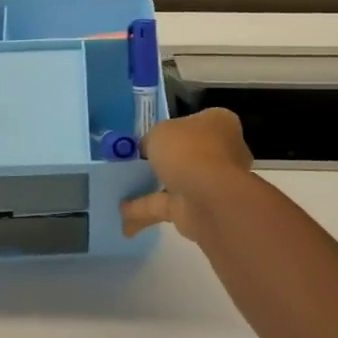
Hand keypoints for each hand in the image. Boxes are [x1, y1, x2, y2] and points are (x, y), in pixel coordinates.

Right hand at [120, 108, 254, 242]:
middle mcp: (219, 152)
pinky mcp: (196, 210)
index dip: (171, 128)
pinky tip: (120, 214)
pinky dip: (143, 210)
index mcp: (217, 124)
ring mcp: (209, 183)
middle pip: (185, 153)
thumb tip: (148, 148)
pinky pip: (164, 206)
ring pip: (175, 182)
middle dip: (162, 160)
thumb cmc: (189, 151)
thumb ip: (152, 138)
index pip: (193, 123)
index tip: (147, 136)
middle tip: (132, 163)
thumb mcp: (160, 131)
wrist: (210, 199)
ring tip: (118, 190)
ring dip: (149, 188)